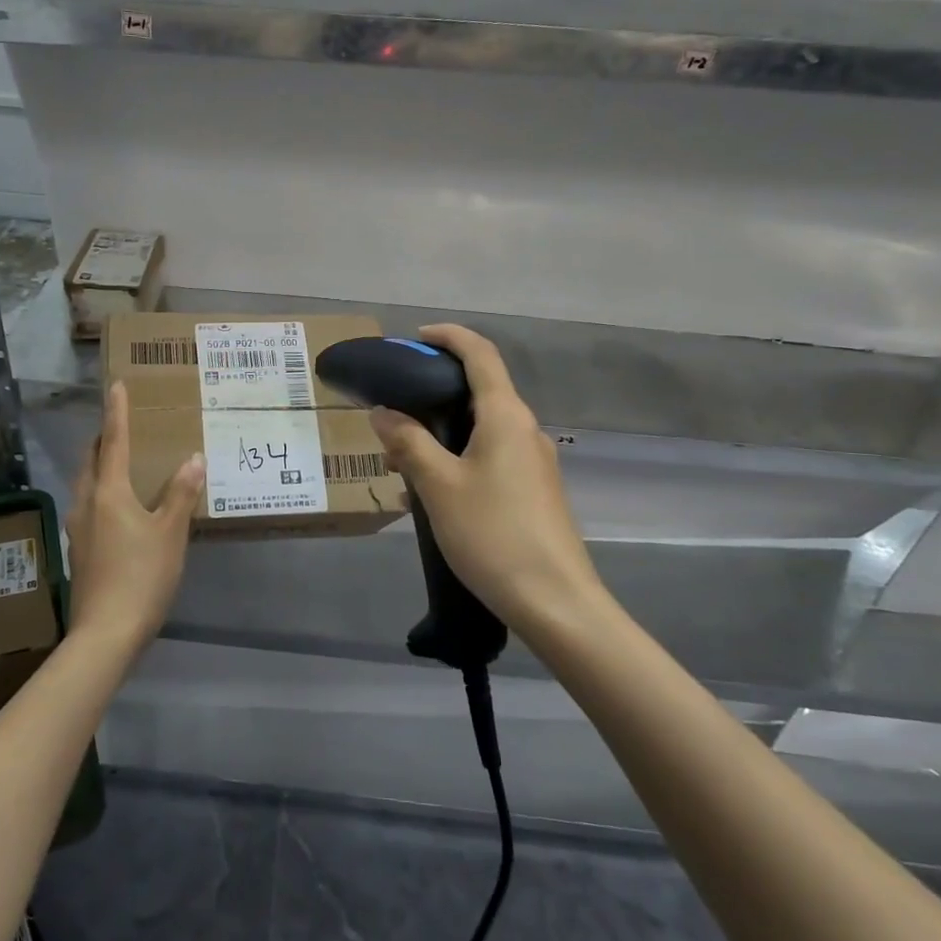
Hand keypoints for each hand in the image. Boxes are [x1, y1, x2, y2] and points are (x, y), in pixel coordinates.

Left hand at [65, 381, 204, 656]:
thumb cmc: (141, 576)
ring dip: (101, 465)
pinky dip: (103, 491)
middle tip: (124, 426)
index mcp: (108, 492)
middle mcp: (87, 502)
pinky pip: (90, 505)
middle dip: (104, 439)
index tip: (116, 385)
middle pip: (91, 459)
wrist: (105, 633)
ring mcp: (78, 528)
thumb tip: (194, 457)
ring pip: (87, 483)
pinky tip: (121, 507)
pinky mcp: (80, 549)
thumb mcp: (170, 533)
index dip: (116, 412)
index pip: (113, 441)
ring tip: (123, 462)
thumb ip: (181, 493)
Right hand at [369, 325, 604, 643]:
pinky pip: (488, 459)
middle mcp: (524, 430)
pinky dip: (455, 462)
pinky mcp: (533, 491)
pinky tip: (428, 498)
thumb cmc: (493, 534)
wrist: (557, 603)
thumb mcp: (438, 485)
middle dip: (431, 397)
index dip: (448, 337)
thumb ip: (408, 442)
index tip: (414, 339)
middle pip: (477, 392)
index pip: (480, 354)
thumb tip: (383, 412)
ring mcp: (532, 462)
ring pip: (479, 431)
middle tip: (391, 415)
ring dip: (438, 437)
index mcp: (506, 416)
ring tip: (399, 466)